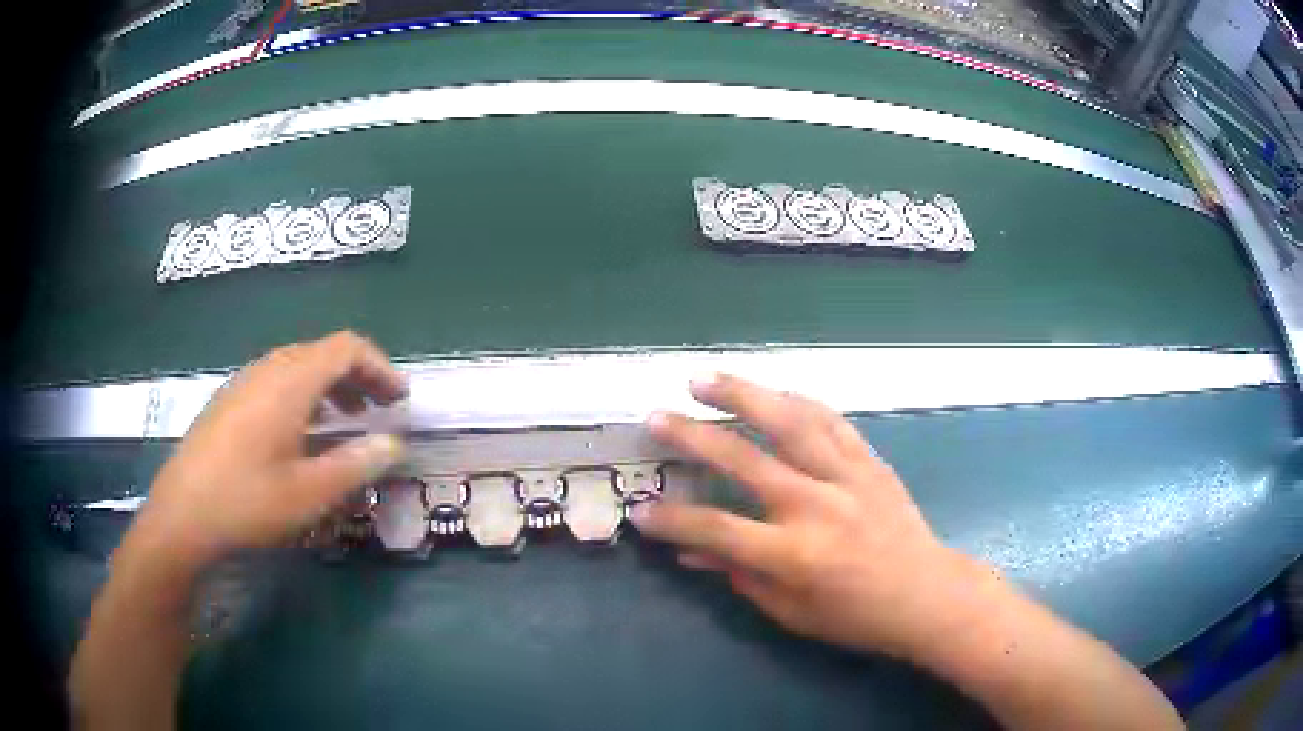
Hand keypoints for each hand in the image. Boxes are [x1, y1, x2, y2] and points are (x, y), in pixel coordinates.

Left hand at [130, 331, 406, 571]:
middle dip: (358, 376)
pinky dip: (304, 395)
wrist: (183, 514)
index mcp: (290, 382)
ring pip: (298, 366)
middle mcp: (268, 369)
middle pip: (322, 352)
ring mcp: (244, 382)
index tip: (400, 401)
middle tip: (380, 411)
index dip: (380, 367)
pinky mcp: (230, 399)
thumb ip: (356, 463)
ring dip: (330, 386)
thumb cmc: (248, 501)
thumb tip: (395, 443)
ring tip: (346, 421)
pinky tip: (302, 433)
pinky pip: (276, 380)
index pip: (346, 348)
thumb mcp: (310, 492)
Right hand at [631, 373, 1002, 660]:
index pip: (717, 529)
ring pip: (788, 422)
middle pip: (744, 460)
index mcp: (794, 555)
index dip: (673, 520)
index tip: (641, 510)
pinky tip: (773, 391)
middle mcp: (816, 506)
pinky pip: (830, 421)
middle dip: (692, 437)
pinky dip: (797, 402)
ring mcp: (847, 477)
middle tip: (656, 417)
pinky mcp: (870, 462)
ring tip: (704, 379)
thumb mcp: (792, 611)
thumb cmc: (856, 616)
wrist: (926, 595)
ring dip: (742, 396)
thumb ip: (740, 577)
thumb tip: (691, 553)